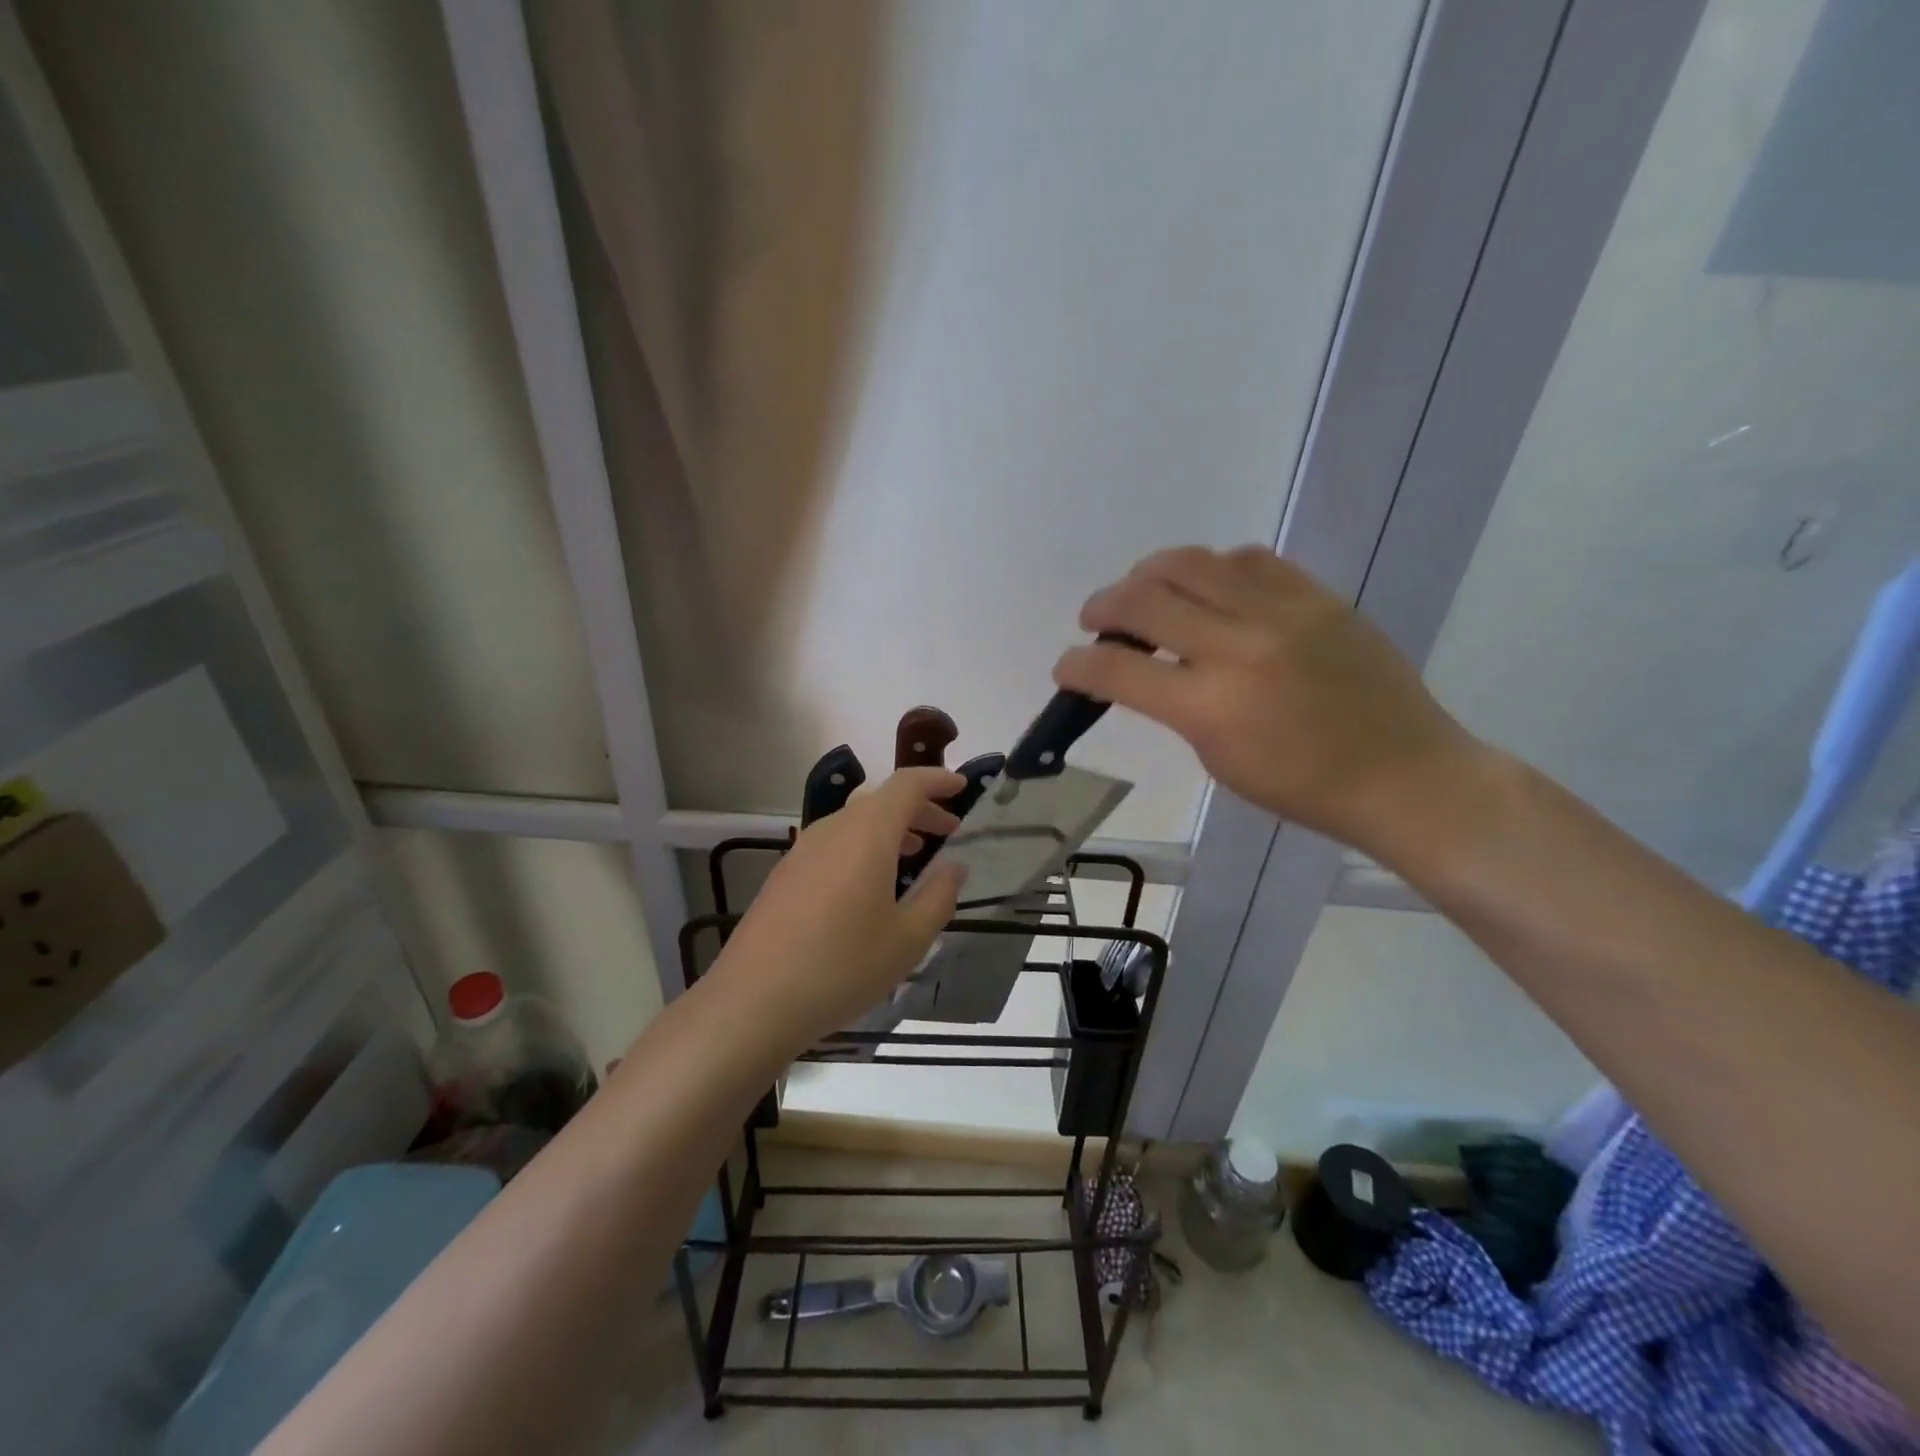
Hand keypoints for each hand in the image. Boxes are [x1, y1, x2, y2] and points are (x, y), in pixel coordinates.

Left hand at [708, 768, 967, 1049]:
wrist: (753, 1001)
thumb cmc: (842, 967)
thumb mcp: (907, 939)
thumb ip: (938, 896)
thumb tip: (954, 868)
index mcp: (867, 834)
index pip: (906, 785)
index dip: (936, 780)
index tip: (962, 786)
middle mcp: (833, 830)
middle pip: (881, 801)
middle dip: (919, 809)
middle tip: (949, 829)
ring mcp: (802, 850)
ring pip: (855, 822)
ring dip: (890, 829)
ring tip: (914, 854)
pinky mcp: (785, 875)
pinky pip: (834, 843)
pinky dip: (863, 847)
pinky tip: (870, 885)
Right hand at [1054, 546, 1483, 856]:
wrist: (1402, 773)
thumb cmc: (1302, 787)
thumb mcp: (1218, 759)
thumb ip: (1174, 707)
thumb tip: (1143, 669)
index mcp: (1211, 707)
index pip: (1118, 670)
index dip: (1077, 664)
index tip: (1066, 665)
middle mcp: (1239, 647)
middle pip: (1145, 599)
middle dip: (1102, 607)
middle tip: (1094, 619)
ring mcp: (1282, 613)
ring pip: (1191, 563)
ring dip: (1149, 574)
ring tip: (1142, 591)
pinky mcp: (1316, 596)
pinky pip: (1247, 559)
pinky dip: (1211, 569)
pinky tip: (1206, 586)